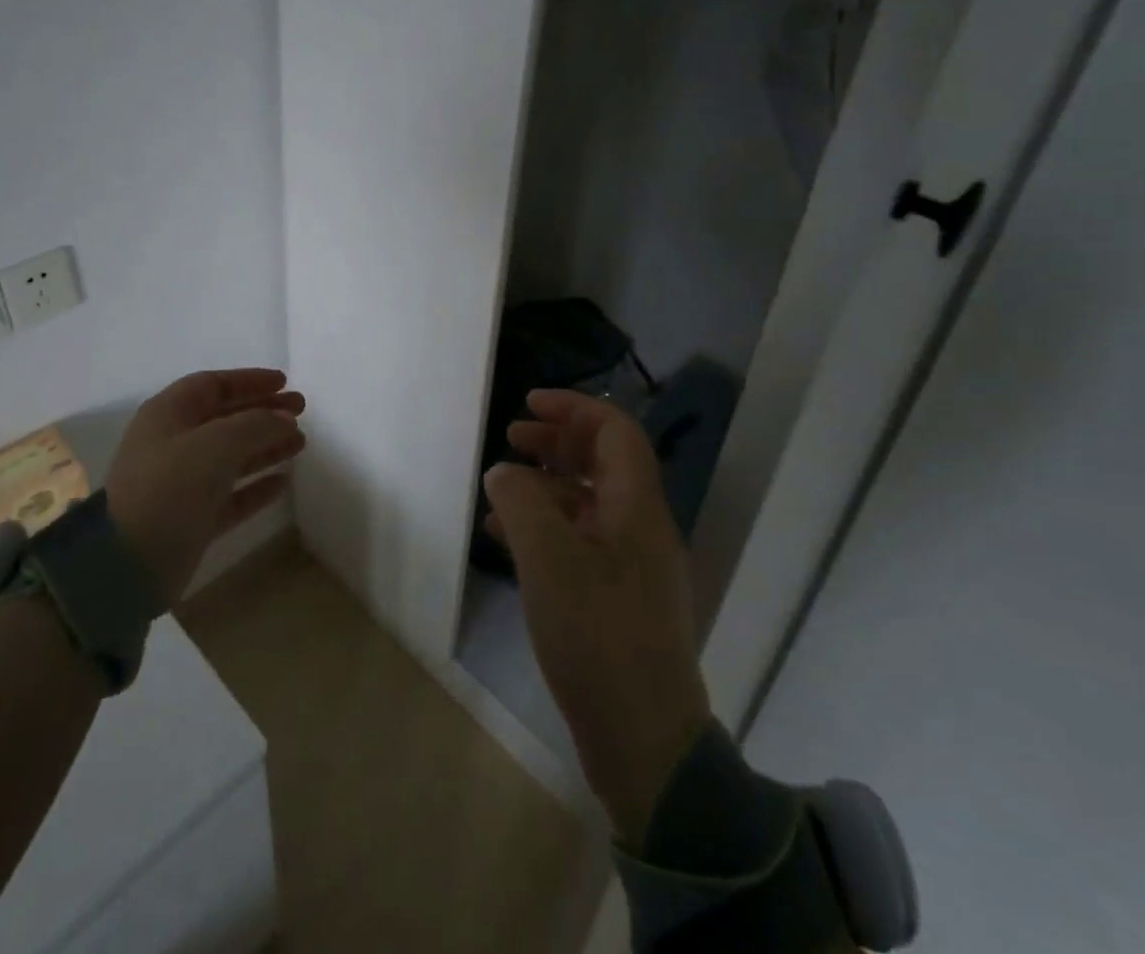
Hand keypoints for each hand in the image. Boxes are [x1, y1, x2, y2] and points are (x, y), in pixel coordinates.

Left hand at [104, 368, 305, 604]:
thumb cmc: (169, 487)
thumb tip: (285, 418)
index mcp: (169, 414)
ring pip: (232, 455)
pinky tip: (283, 482)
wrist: (126, 563)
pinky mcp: (192, 518)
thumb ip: (256, 424)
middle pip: (226, 418)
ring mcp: (182, 482)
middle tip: (302, 412)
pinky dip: (256, 485)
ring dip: (266, 446)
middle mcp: (174, 443)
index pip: (213, 385)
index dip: (250, 381)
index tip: (285, 383)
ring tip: (301, 443)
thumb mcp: (216, 444)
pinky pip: (231, 494)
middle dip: (264, 412)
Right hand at [484, 389, 711, 841]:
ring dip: (546, 485)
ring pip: (589, 502)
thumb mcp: (548, 559)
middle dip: (557, 442)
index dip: (574, 408)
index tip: (529, 403)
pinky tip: (508, 540)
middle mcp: (642, 527)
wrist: (644, 740)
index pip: (615, 431)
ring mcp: (634, 566)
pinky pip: (582, 541)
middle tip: (512, 438)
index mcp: (638, 507)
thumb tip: (505, 473)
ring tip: (501, 488)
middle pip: (603, 462)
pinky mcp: (619, 599)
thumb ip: (521, 502)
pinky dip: (547, 527)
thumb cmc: (598, 635)